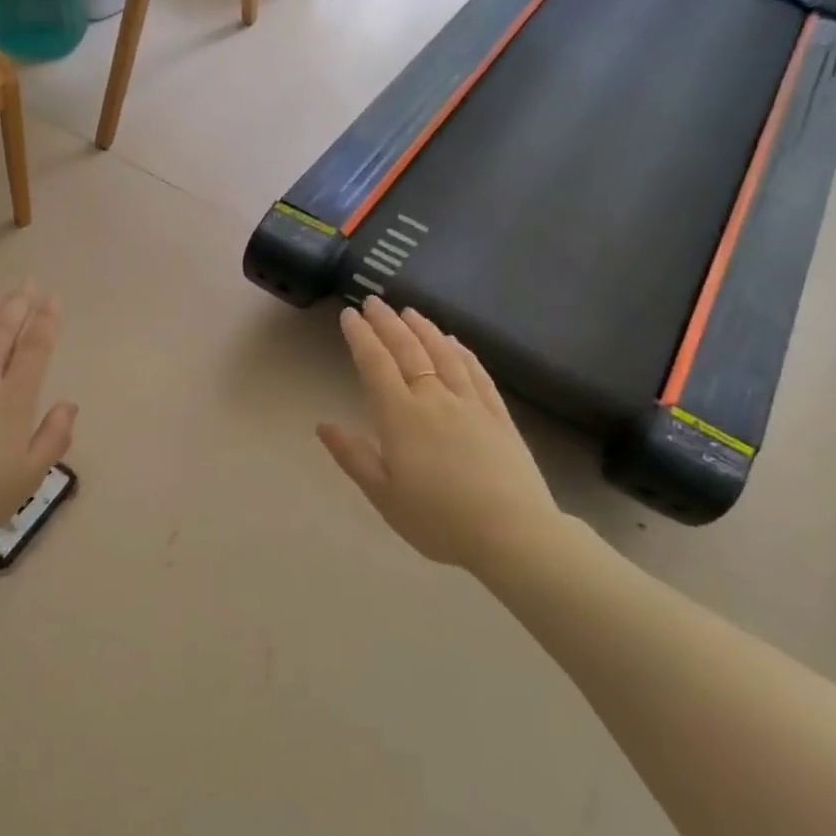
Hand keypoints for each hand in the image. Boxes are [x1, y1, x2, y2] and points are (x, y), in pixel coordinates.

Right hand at [318, 297, 561, 572]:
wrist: (512, 534)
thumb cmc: (438, 519)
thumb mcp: (384, 495)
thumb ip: (353, 456)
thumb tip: (323, 425)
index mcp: (401, 417)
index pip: (375, 365)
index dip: (361, 337)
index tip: (349, 315)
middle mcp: (434, 399)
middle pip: (408, 351)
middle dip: (387, 324)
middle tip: (373, 301)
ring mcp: (470, 404)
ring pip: (443, 355)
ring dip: (423, 329)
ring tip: (409, 311)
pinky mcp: (499, 415)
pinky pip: (476, 373)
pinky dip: (462, 351)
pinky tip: (454, 341)